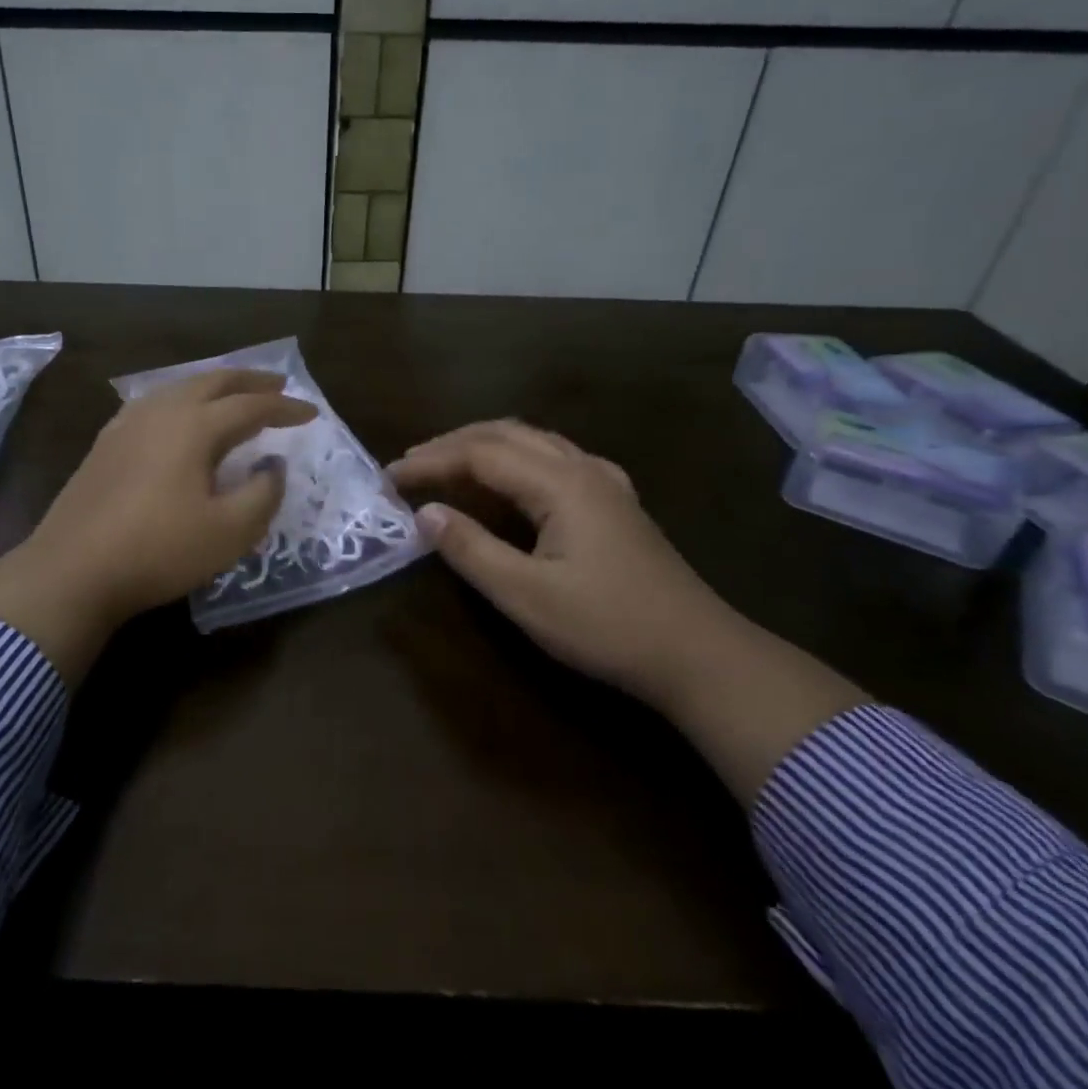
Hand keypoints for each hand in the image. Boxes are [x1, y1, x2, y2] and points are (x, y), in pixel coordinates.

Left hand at [0, 369, 316, 684]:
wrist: (72, 570)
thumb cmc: (158, 551)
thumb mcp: (229, 532)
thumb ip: (263, 494)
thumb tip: (273, 466)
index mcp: (194, 426)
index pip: (251, 406)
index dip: (285, 409)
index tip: (312, 413)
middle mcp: (161, 412)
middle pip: (213, 382)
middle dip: (250, 381)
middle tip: (278, 386)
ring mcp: (127, 424)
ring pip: (180, 388)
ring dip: (215, 387)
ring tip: (235, 397)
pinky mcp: (106, 443)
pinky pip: (156, 404)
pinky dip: (183, 401)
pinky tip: (181, 418)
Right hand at [386, 420, 736, 705]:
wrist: (698, 654)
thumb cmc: (607, 626)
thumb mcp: (526, 595)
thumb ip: (471, 549)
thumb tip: (424, 513)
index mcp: (561, 483)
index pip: (480, 454)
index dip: (430, 461)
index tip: (389, 478)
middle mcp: (582, 468)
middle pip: (506, 434)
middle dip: (452, 443)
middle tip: (410, 465)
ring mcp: (605, 482)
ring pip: (533, 440)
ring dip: (484, 445)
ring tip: (447, 464)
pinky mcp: (615, 502)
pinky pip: (553, 457)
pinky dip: (515, 457)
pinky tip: (510, 480)